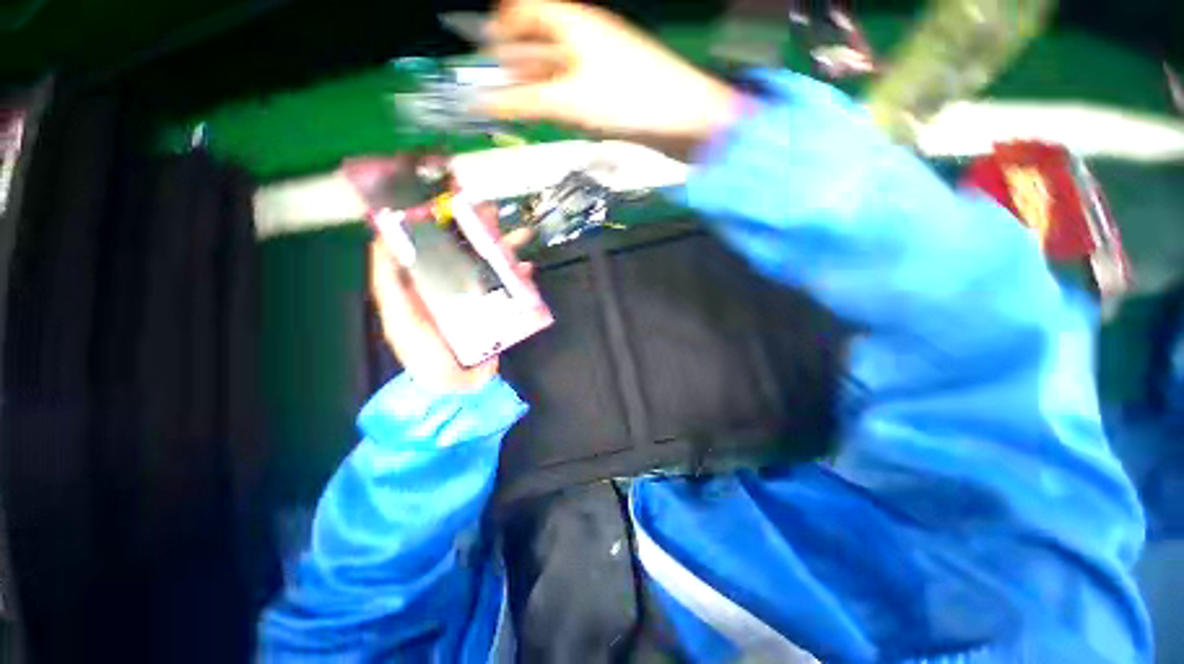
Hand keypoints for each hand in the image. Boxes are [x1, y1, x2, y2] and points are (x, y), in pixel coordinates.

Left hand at [370, 207, 533, 392]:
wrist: (457, 388)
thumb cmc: (423, 354)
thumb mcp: (398, 318)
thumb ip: (388, 282)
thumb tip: (383, 238)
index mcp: (427, 284)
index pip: (433, 246)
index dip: (442, 223)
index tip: (451, 201)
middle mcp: (453, 286)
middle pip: (467, 252)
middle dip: (479, 231)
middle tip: (492, 211)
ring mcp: (478, 299)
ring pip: (492, 267)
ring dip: (505, 251)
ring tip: (521, 235)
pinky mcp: (498, 312)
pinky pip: (511, 290)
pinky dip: (520, 278)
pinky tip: (527, 268)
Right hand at [482, 0, 740, 158]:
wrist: (681, 117)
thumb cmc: (625, 98)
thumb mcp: (569, 100)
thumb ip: (525, 102)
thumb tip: (485, 103)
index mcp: (572, 21)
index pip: (525, 7)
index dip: (502, 26)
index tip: (489, 56)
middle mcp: (584, 34)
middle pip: (539, 37)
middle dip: (516, 60)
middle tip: (501, 88)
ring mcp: (600, 60)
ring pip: (558, 65)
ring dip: (537, 83)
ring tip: (522, 107)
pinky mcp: (611, 86)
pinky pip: (576, 86)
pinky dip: (560, 98)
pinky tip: (555, 115)